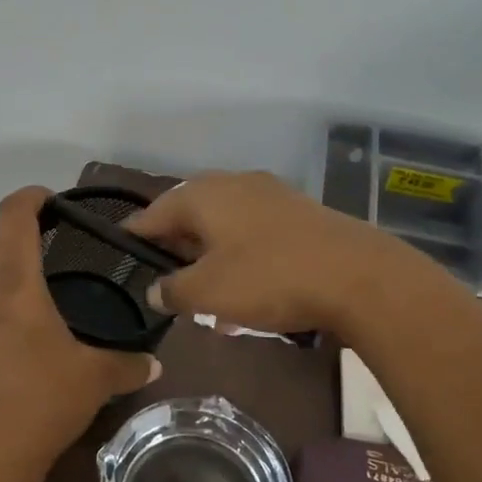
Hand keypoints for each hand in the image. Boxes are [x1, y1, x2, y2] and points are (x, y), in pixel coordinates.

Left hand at [0, 187, 159, 475]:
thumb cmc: (42, 400)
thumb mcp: (94, 379)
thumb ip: (127, 364)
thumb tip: (154, 365)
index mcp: (14, 280)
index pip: (13, 214)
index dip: (30, 198)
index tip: (49, 200)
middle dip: (18, 238)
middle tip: (49, 253)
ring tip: (26, 295)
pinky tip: (3, 342)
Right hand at [127, 171, 443, 334]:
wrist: (358, 276)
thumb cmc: (269, 278)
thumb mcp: (208, 292)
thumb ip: (173, 290)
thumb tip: (156, 290)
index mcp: (204, 194)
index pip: (153, 212)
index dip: (135, 236)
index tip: (122, 255)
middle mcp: (234, 184)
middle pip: (190, 214)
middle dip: (176, 249)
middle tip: (165, 280)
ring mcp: (271, 196)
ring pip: (225, 226)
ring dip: (211, 258)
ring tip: (206, 297)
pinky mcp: (300, 214)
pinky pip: (255, 234)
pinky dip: (242, 259)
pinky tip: (248, 295)